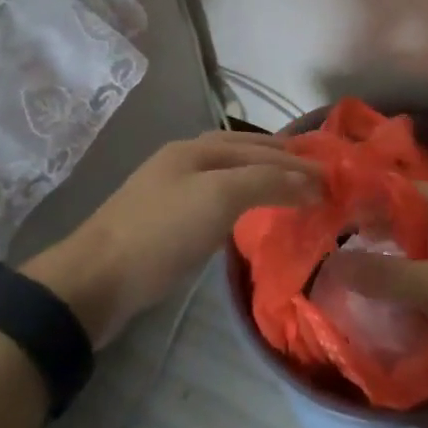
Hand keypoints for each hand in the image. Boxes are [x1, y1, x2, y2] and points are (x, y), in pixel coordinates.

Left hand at [24, 131, 319, 347]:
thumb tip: (309, 181)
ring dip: (260, 181)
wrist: (96, 280)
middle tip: (317, 179)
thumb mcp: (218, 198)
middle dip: (279, 163)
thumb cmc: (161, 232)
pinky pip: (215, 202)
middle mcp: (184, 162)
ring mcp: (171, 192)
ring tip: (290, 195)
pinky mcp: (164, 224)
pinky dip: (240, 203)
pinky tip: (248, 218)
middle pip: (242, 154)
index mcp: (196, 149)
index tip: (331, 176)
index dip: (295, 160)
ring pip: (228, 178)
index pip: (258, 147)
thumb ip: (266, 182)